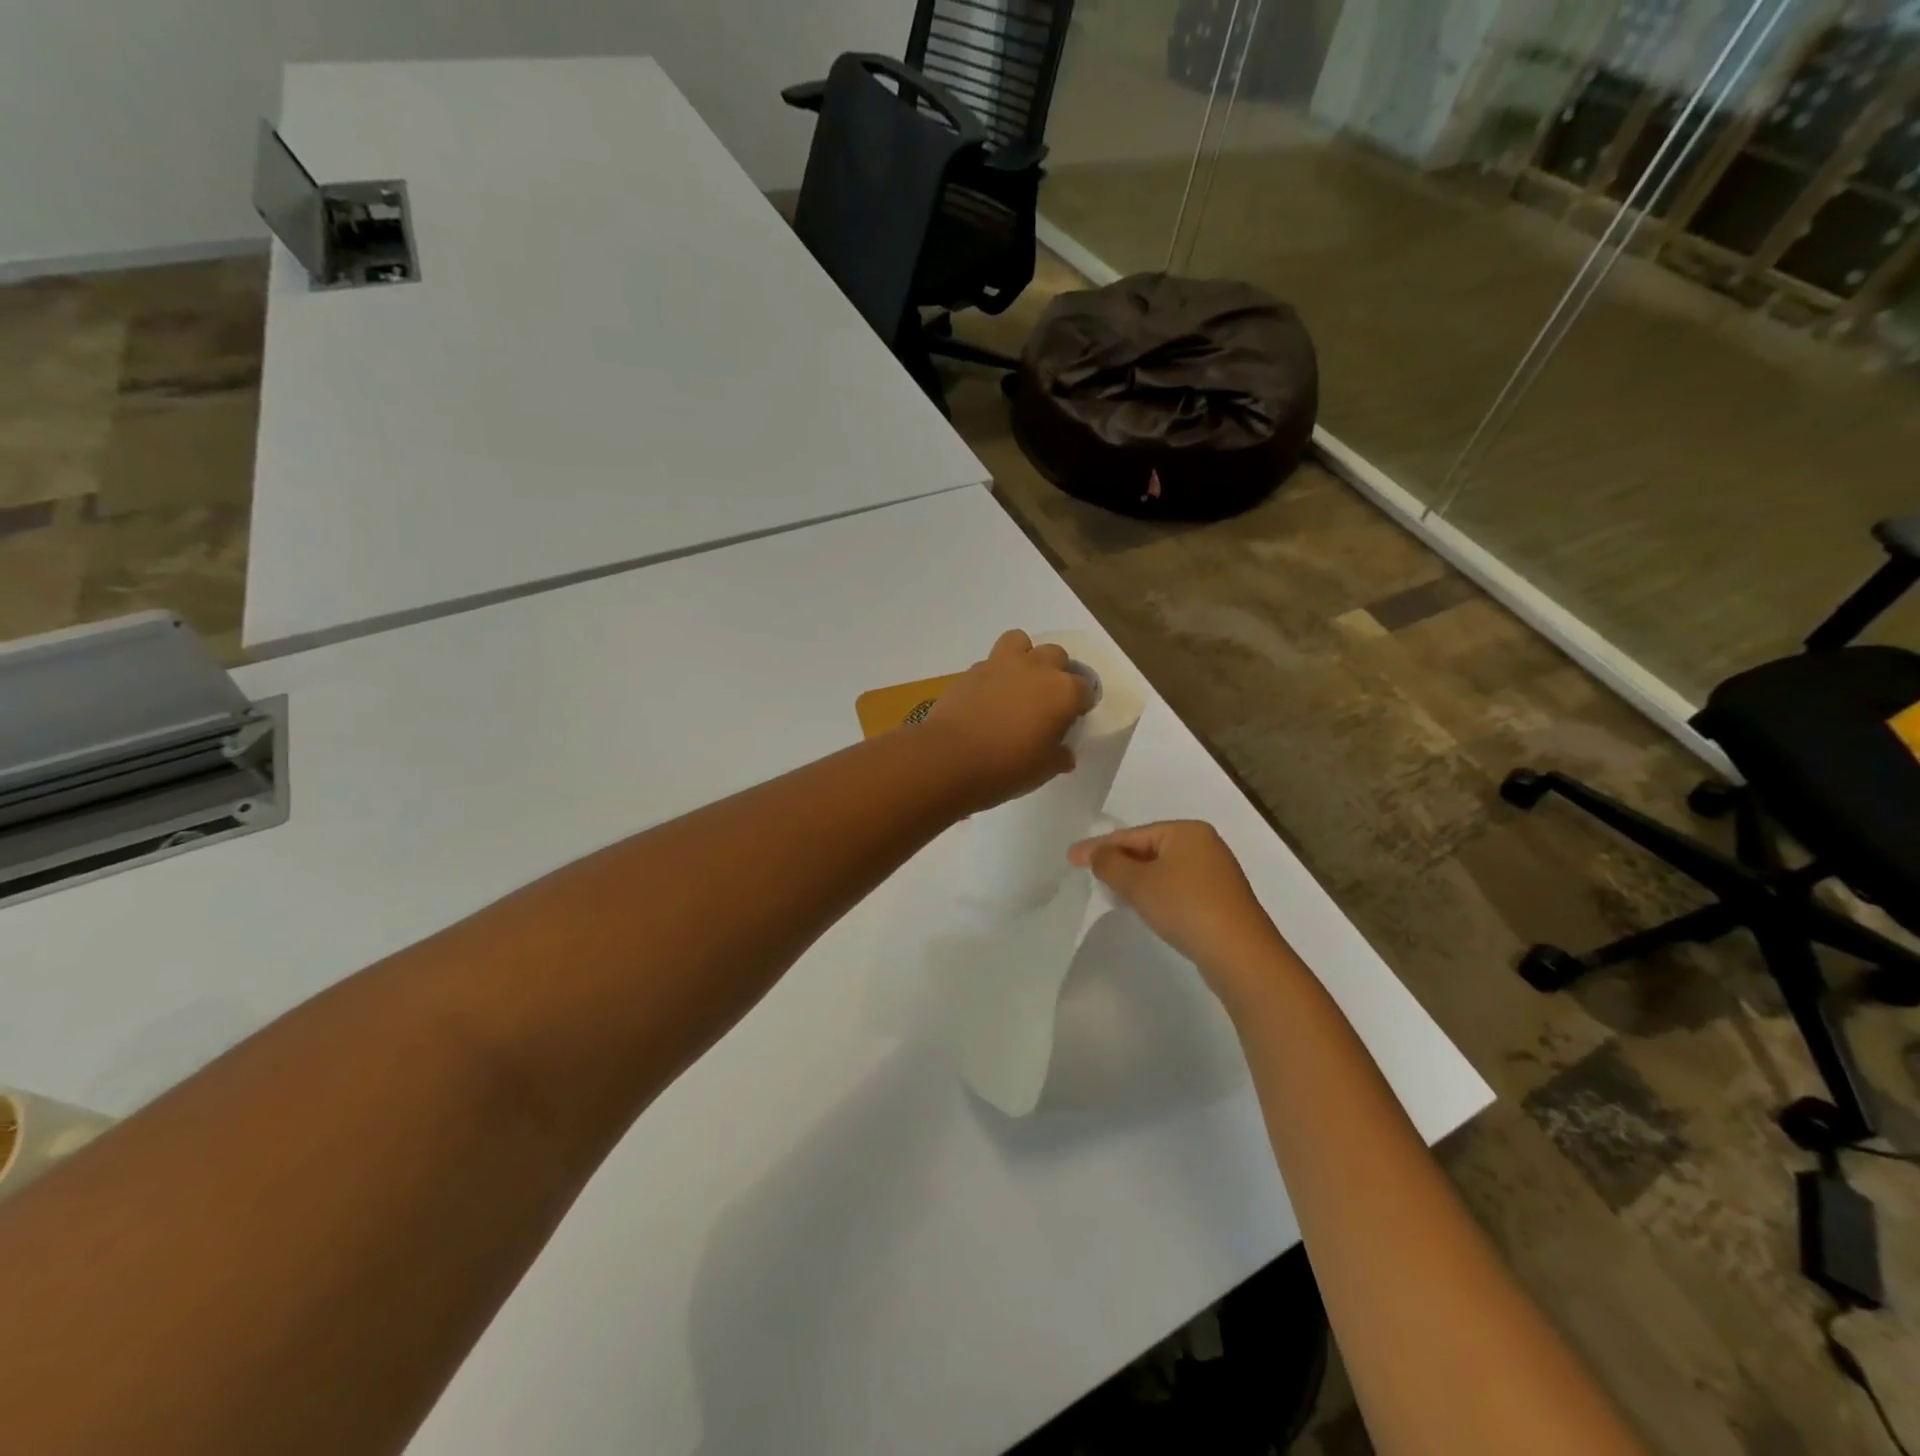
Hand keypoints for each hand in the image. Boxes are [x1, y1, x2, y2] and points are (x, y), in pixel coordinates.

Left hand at [922, 630, 1091, 811]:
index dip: (1080, 704)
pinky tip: (988, 697)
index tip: (1071, 720)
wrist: (951, 758)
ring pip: (1021, 642)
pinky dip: (994, 674)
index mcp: (1063, 691)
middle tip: (1046, 700)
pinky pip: (990, 662)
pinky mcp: (972, 670)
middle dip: (1056, 672)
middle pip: (1056, 656)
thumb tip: (1064, 753)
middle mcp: (1037, 668)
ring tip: (1018, 683)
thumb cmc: (1008, 767)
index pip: (1085, 689)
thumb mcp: (1044, 770)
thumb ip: (1059, 757)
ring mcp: (1002, 664)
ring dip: (1024, 656)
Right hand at [1067, 820, 1287, 1005]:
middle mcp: (1204, 845)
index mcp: (1187, 831)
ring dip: (1136, 879)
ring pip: (1163, 870)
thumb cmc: (1185, 907)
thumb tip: (1097, 854)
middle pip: (1149, 848)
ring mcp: (1216, 873)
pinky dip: (1156, 893)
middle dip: (1118, 861)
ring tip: (1111, 892)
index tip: (1070, 857)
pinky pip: (1177, 888)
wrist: (1239, 954)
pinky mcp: (1220, 900)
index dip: (1099, 846)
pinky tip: (1144, 907)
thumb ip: (1110, 864)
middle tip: (1089, 874)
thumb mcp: (1138, 883)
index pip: (1132, 834)